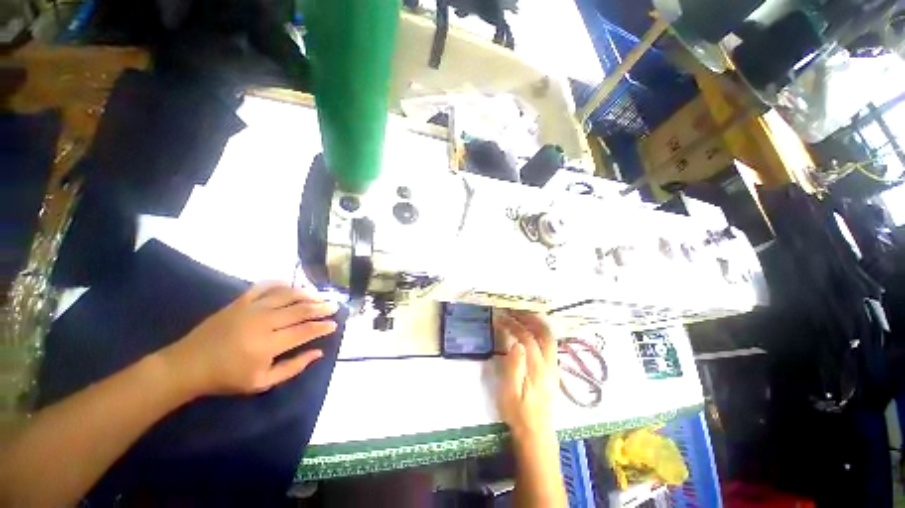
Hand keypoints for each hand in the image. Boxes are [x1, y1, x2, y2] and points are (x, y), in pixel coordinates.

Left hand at [161, 282, 338, 396]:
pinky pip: (264, 286)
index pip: (304, 331)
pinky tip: (292, 285)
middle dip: (321, 307)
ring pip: (287, 295)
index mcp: (267, 345)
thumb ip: (293, 367)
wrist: (188, 365)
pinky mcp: (239, 301)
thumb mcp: (262, 382)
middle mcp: (262, 323)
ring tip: (320, 295)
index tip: (334, 324)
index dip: (322, 327)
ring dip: (307, 294)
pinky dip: (281, 284)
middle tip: (334, 306)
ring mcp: (250, 309)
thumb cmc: (227, 377)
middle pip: (299, 310)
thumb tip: (318, 353)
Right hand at [494, 311, 557, 438]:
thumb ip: (514, 367)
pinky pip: (549, 344)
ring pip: (549, 338)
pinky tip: (531, 329)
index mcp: (537, 369)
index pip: (527, 339)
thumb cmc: (518, 412)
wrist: (536, 431)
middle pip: (544, 334)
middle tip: (514, 310)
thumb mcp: (510, 392)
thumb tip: (516, 343)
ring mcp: (554, 366)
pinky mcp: (553, 369)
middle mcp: (550, 364)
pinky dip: (540, 331)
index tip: (501, 318)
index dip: (514, 325)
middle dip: (530, 318)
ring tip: (522, 315)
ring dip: (536, 323)